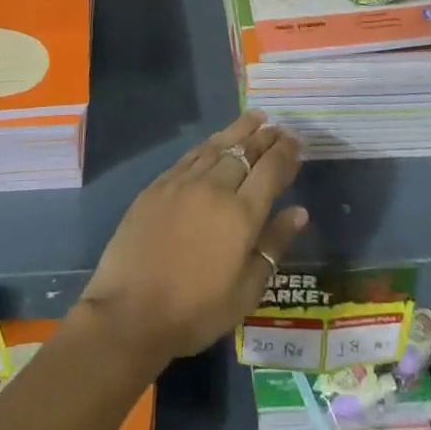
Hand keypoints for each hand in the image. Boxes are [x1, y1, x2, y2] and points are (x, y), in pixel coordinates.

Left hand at [77, 110, 307, 363]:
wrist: (130, 311)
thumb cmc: (195, 310)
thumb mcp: (246, 290)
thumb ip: (273, 244)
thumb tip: (299, 212)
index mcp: (241, 214)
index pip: (271, 170)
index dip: (286, 153)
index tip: (297, 141)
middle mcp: (214, 188)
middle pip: (245, 152)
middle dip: (266, 137)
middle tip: (280, 127)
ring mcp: (183, 183)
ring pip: (217, 146)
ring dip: (239, 130)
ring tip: (255, 118)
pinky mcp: (158, 185)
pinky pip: (191, 155)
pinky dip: (209, 143)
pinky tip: (215, 141)